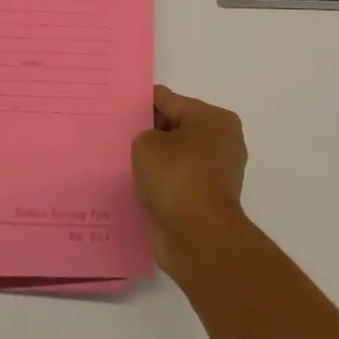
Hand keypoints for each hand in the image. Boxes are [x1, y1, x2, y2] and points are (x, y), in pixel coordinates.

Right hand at [132, 85, 248, 280]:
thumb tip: (153, 145)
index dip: (144, 103)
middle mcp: (222, 142)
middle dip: (150, 133)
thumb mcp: (147, 143)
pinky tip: (136, 187)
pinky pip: (177, 183)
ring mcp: (217, 174)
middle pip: (177, 129)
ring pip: (177, 158)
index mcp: (214, 119)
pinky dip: (161, 185)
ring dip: (155, 162)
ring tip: (122, 162)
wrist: (198, 237)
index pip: (171, 101)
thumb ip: (145, 134)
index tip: (119, 106)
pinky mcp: (207, 201)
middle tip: (116, 135)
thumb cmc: (176, 177)